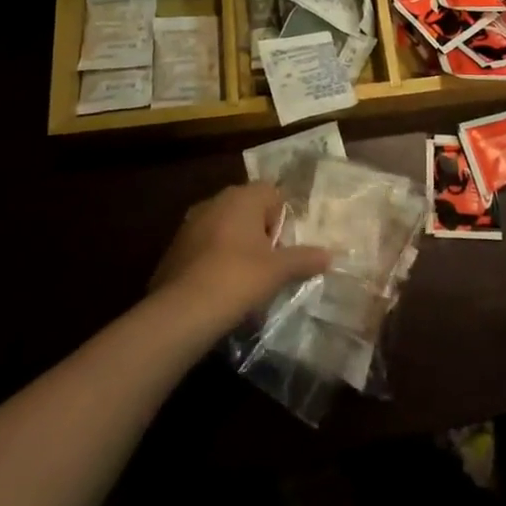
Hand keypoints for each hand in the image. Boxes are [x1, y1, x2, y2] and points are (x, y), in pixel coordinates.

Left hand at [149, 182, 331, 330]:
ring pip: (225, 227)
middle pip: (248, 209)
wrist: (181, 312)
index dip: (282, 219)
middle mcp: (216, 201)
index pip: (272, 193)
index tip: (283, 248)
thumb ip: (304, 259)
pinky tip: (219, 288)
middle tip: (269, 265)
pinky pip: (205, 247)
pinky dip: (214, 260)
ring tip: (245, 281)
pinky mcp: (175, 247)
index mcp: (242, 197)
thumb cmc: (237, 279)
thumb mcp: (277, 271)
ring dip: (236, 246)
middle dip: (259, 233)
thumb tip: (330, 255)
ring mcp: (191, 223)